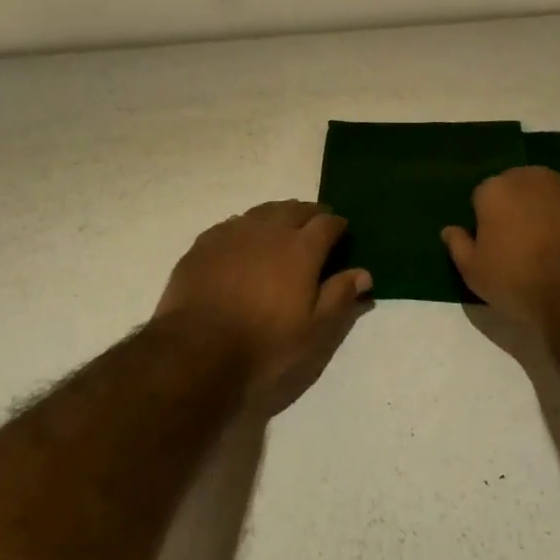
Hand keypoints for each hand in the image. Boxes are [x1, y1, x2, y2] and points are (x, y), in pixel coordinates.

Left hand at [157, 201, 372, 408]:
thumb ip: (339, 296)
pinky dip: (246, 228)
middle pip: (294, 209)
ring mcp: (233, 233)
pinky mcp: (204, 244)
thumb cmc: (264, 345)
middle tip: (315, 226)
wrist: (196, 351)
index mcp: (301, 249)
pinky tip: (243, 243)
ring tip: (282, 229)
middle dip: (309, 214)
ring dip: (278, 216)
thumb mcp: (314, 331)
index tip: (342, 233)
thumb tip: (364, 273)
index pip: (327, 223)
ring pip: (262, 212)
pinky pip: (232, 225)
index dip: (338, 225)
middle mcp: (268, 231)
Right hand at [443, 167, 559, 328]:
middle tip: (524, 244)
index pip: (483, 198)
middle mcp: (530, 176)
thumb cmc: (519, 282)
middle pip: (518, 187)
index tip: (495, 246)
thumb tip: (449, 229)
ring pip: (551, 192)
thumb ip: (458, 246)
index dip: (487, 222)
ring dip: (549, 208)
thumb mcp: (474, 273)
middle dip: (518, 207)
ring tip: (556, 245)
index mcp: (495, 189)